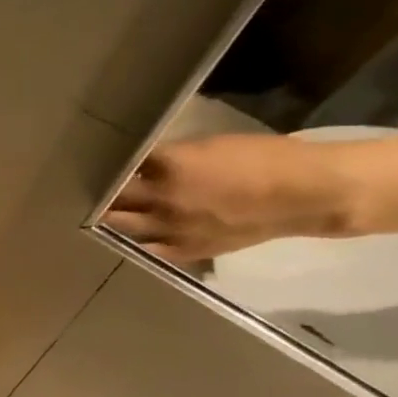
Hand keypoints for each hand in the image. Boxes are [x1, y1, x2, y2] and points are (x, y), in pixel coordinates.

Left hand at [100, 133, 357, 261]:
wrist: (307, 194)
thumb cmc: (265, 158)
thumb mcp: (211, 146)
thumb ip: (171, 157)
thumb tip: (145, 163)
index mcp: (170, 167)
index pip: (123, 166)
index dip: (110, 165)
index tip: (97, 163)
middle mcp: (162, 200)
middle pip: (114, 199)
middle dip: (102, 193)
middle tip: (90, 189)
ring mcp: (170, 229)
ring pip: (122, 225)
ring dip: (112, 217)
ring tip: (104, 212)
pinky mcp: (184, 250)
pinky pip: (147, 248)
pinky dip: (137, 240)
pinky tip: (131, 235)